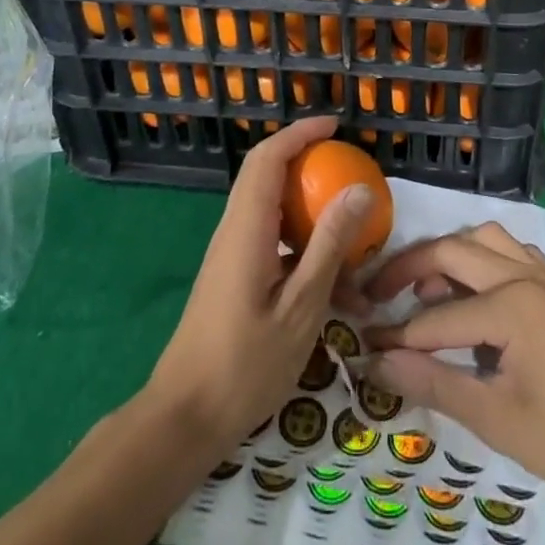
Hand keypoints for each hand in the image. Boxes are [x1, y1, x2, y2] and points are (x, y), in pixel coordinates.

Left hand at [146, 116, 372, 458]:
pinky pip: (269, 238)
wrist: (185, 419)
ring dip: (307, 206)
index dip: (300, 133)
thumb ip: (329, 245)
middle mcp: (233, 231)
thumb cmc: (245, 365)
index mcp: (246, 229)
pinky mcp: (233, 275)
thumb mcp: (301, 307)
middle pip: (266, 175)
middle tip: (348, 167)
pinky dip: (300, 241)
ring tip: (349, 226)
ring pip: (269, 208)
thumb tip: (359, 190)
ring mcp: (231, 253)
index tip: (335, 126)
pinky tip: (330, 276)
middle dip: (306, 161)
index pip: (268, 158)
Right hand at [364, 223, 544, 517]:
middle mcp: (525, 273)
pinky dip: (481, 259)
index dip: (396, 335)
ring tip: (425, 291)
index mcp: (511, 304)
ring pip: (484, 238)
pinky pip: (511, 251)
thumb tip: (378, 361)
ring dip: (448, 255)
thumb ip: (437, 384)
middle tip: (376, 295)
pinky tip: (474, 294)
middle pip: (453, 250)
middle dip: (409, 268)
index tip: (361, 344)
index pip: (435, 316)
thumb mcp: (501, 421)